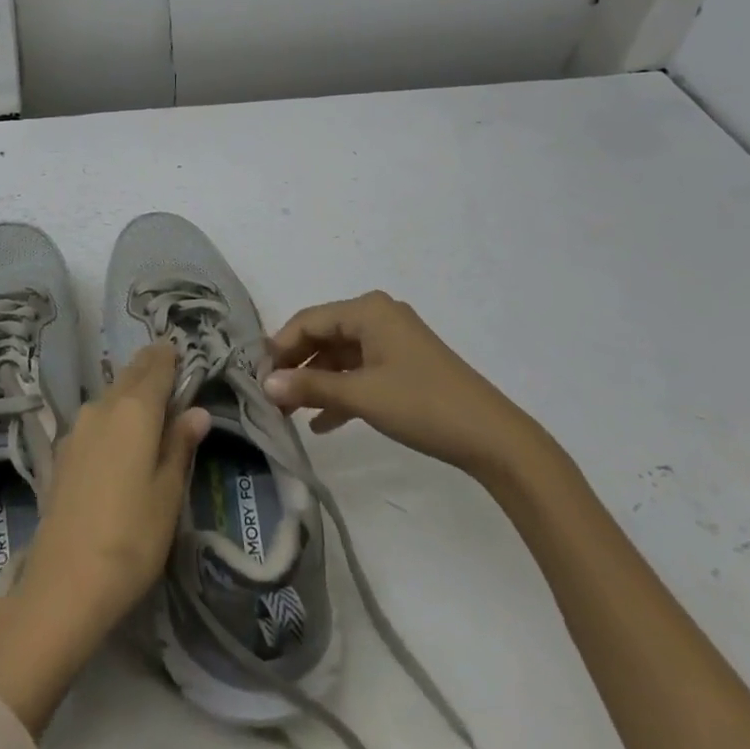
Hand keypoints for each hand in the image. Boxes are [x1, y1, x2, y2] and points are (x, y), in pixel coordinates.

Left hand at [0, 343, 208, 734]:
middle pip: (131, 375)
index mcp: (135, 410)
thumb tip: (198, 410)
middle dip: (150, 366)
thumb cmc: (131, 538)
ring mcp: (78, 428)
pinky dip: (113, 411)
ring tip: (149, 395)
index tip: (181, 350)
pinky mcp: (64, 451)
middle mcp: (103, 406)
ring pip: (111, 394)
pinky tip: (120, 429)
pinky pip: (96, 416)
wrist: (64, 584)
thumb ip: (180, 445)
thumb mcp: (168, 494)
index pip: (157, 368)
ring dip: (130, 388)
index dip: (171, 357)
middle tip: (168, 362)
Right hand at [265, 291, 550, 482]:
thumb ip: (311, 387)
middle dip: (296, 366)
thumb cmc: (422, 404)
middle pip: (323, 335)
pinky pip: (360, 372)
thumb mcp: (361, 395)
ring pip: (340, 356)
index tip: (256, 377)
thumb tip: (265, 384)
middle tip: (270, 396)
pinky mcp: (403, 365)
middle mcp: (378, 316)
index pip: (308, 320)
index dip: (279, 347)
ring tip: (289, 413)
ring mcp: (392, 341)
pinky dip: (341, 392)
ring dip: (316, 382)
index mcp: (367, 310)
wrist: (492, 438)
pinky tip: (322, 424)